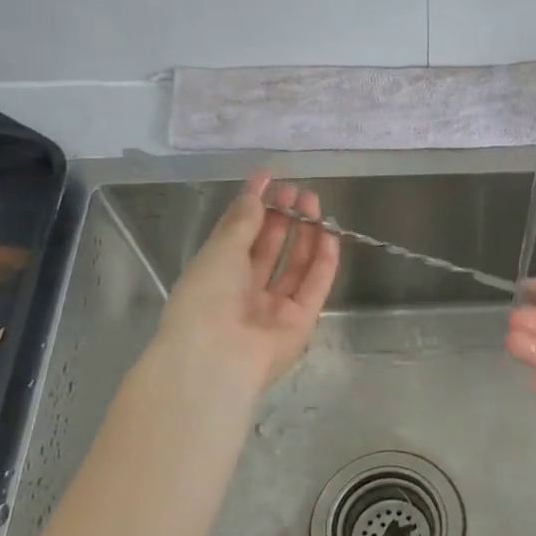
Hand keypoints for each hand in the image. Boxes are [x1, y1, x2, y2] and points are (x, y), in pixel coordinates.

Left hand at [149, 171, 339, 403]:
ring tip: (313, 204)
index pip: (239, 234)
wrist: (217, 357)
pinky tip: (329, 234)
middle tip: (296, 192)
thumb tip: (256, 195)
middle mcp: (245, 291)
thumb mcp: (219, 251)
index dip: (253, 206)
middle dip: (283, 218)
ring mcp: (274, 308)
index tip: (269, 178)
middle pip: (269, 249)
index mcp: (216, 275)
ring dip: (305, 234)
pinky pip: (315, 286)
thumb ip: (243, 221)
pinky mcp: (301, 322)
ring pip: (295, 265)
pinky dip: (324, 261)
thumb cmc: (206, 298)